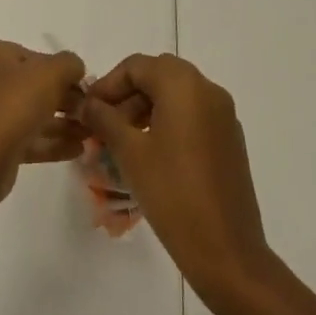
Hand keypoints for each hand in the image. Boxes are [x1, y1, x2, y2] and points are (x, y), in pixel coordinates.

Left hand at [0, 40, 88, 196]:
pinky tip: (77, 149)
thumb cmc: (14, 106)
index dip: (62, 71)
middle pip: (33, 86)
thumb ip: (69, 64)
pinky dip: (50, 142)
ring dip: (62, 123)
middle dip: (65, 100)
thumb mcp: (51, 74)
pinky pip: (25, 137)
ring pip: (31, 114)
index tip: (84, 88)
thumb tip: (74, 69)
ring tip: (90, 133)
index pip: (35, 56)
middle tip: (89, 113)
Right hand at [80, 54, 271, 298]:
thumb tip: (86, 102)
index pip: (137, 65)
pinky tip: (149, 152)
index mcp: (185, 85)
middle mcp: (209, 90)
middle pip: (159, 75)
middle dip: (127, 93)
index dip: (108, 83)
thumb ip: (104, 118)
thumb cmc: (172, 193)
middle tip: (103, 122)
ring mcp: (224, 115)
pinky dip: (168, 121)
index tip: (88, 109)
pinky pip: (193, 114)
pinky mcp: (229, 139)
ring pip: (177, 94)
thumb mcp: (129, 152)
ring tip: (120, 140)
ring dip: (146, 107)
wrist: (225, 249)